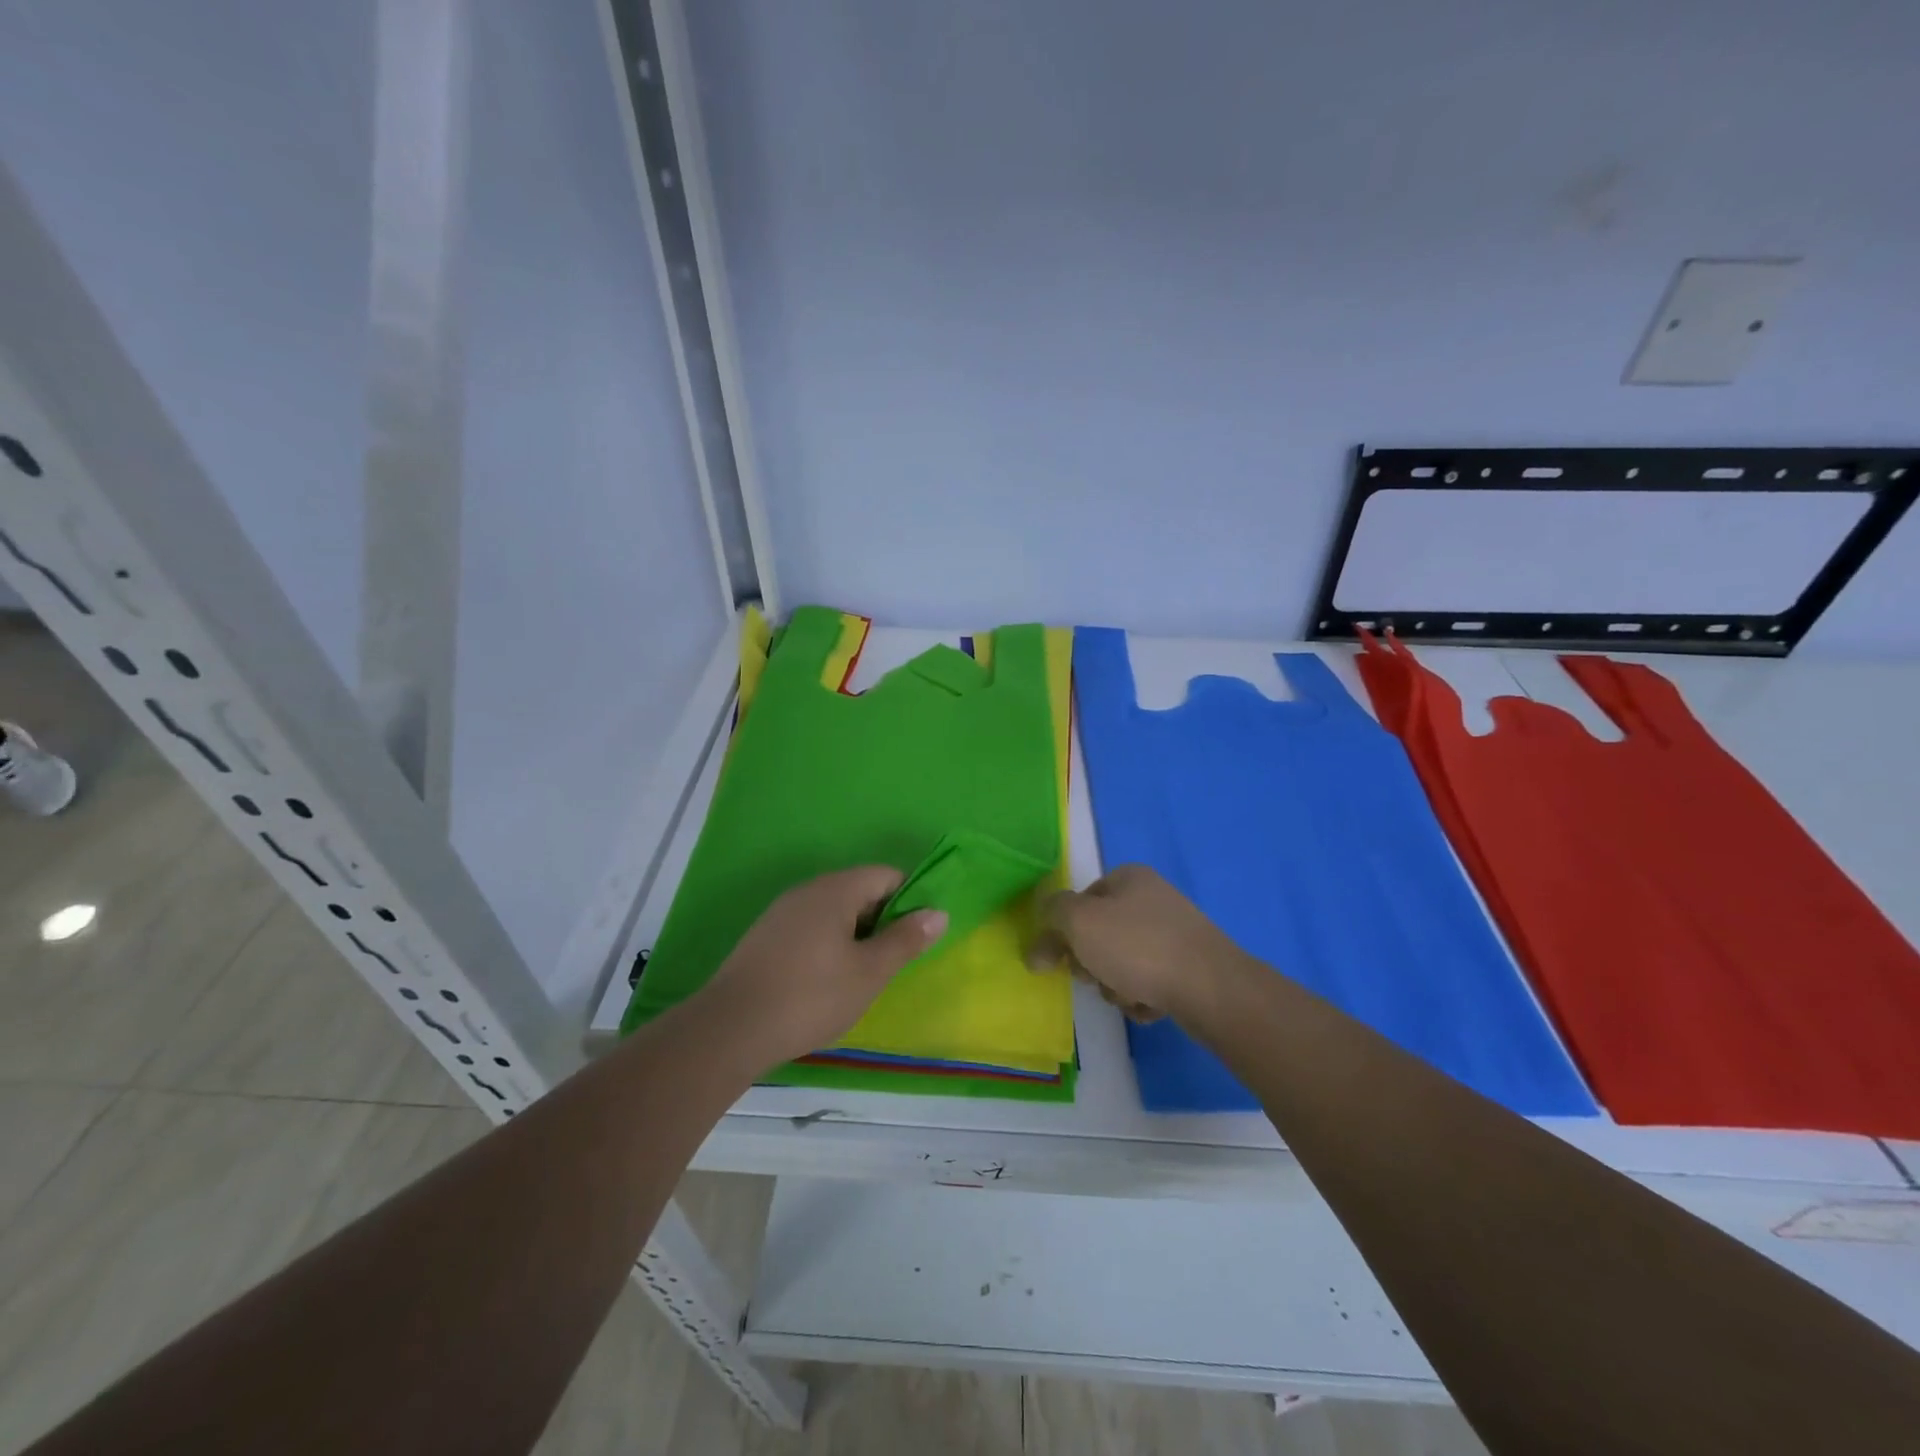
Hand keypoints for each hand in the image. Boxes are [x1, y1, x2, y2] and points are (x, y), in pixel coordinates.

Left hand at [695, 867, 947, 1070]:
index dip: (910, 899)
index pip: (886, 874)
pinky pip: (811, 927)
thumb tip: (938, 912)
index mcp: (837, 889)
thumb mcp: (870, 972)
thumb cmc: (811, 996)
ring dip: (856, 935)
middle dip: (883, 920)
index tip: (918, 936)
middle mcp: (808, 890)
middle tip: (893, 961)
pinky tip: (826, 981)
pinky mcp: (765, 936)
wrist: (730, 1029)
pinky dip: (829, 945)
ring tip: (863, 975)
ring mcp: (782, 912)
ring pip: (834, 911)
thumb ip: (906, 940)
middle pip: (860, 890)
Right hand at [1027, 864, 1244, 1023]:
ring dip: (1116, 985)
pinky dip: (1143, 997)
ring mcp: (1175, 933)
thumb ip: (1051, 919)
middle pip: (1101, 933)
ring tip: (1129, 996)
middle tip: (1097, 978)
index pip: (1081, 900)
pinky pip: (1151, 981)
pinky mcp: (1191, 966)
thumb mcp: (1080, 922)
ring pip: (1124, 962)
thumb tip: (1038, 945)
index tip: (1063, 959)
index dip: (1066, 930)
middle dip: (1093, 963)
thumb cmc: (1138, 947)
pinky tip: (1151, 1006)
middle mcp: (1153, 898)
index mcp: (1129, 877)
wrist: (1210, 987)